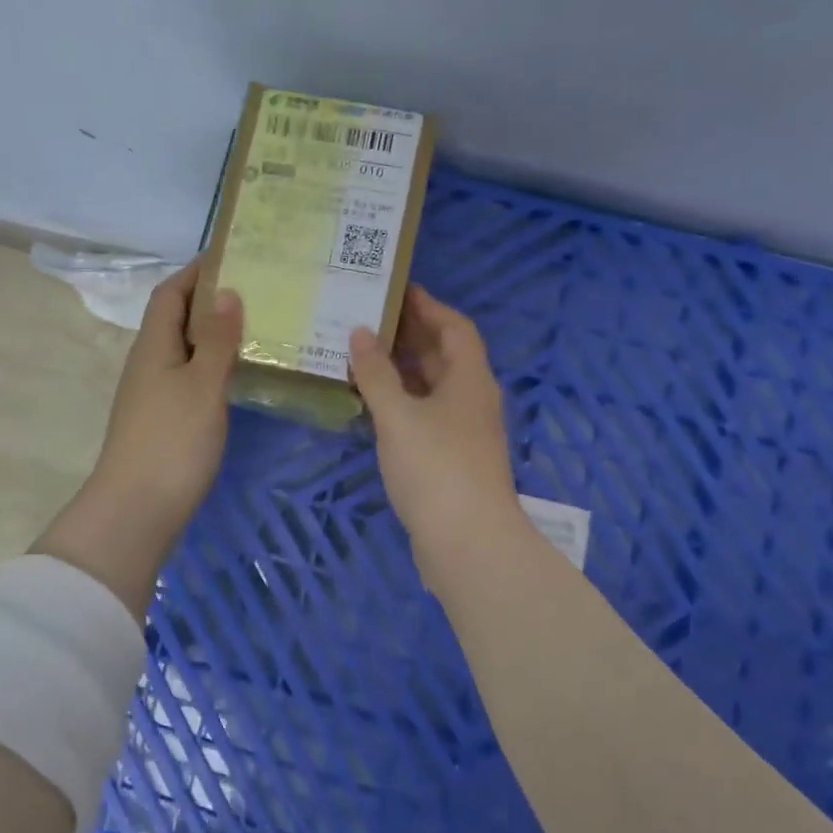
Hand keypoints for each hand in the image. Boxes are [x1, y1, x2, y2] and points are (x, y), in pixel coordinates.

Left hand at [34, 262, 242, 619]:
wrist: (137, 510)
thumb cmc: (172, 441)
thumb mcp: (202, 385)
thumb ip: (218, 339)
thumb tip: (228, 292)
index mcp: (154, 345)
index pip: (170, 292)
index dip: (196, 271)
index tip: (234, 256)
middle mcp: (149, 363)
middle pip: (178, 319)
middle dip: (212, 300)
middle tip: (260, 292)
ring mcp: (154, 394)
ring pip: (186, 350)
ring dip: (216, 335)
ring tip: (260, 327)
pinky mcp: (163, 420)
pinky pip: (190, 377)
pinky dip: (214, 366)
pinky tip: (241, 375)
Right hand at [348, 287, 530, 595]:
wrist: (468, 543)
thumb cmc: (436, 468)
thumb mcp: (399, 415)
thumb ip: (377, 374)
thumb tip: (361, 333)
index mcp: (469, 379)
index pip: (454, 327)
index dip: (428, 305)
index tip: (395, 290)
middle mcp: (471, 399)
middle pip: (444, 355)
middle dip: (410, 335)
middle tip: (366, 319)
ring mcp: (463, 431)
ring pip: (432, 387)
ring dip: (401, 370)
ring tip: (360, 355)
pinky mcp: (450, 458)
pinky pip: (424, 414)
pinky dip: (400, 402)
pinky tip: (370, 405)